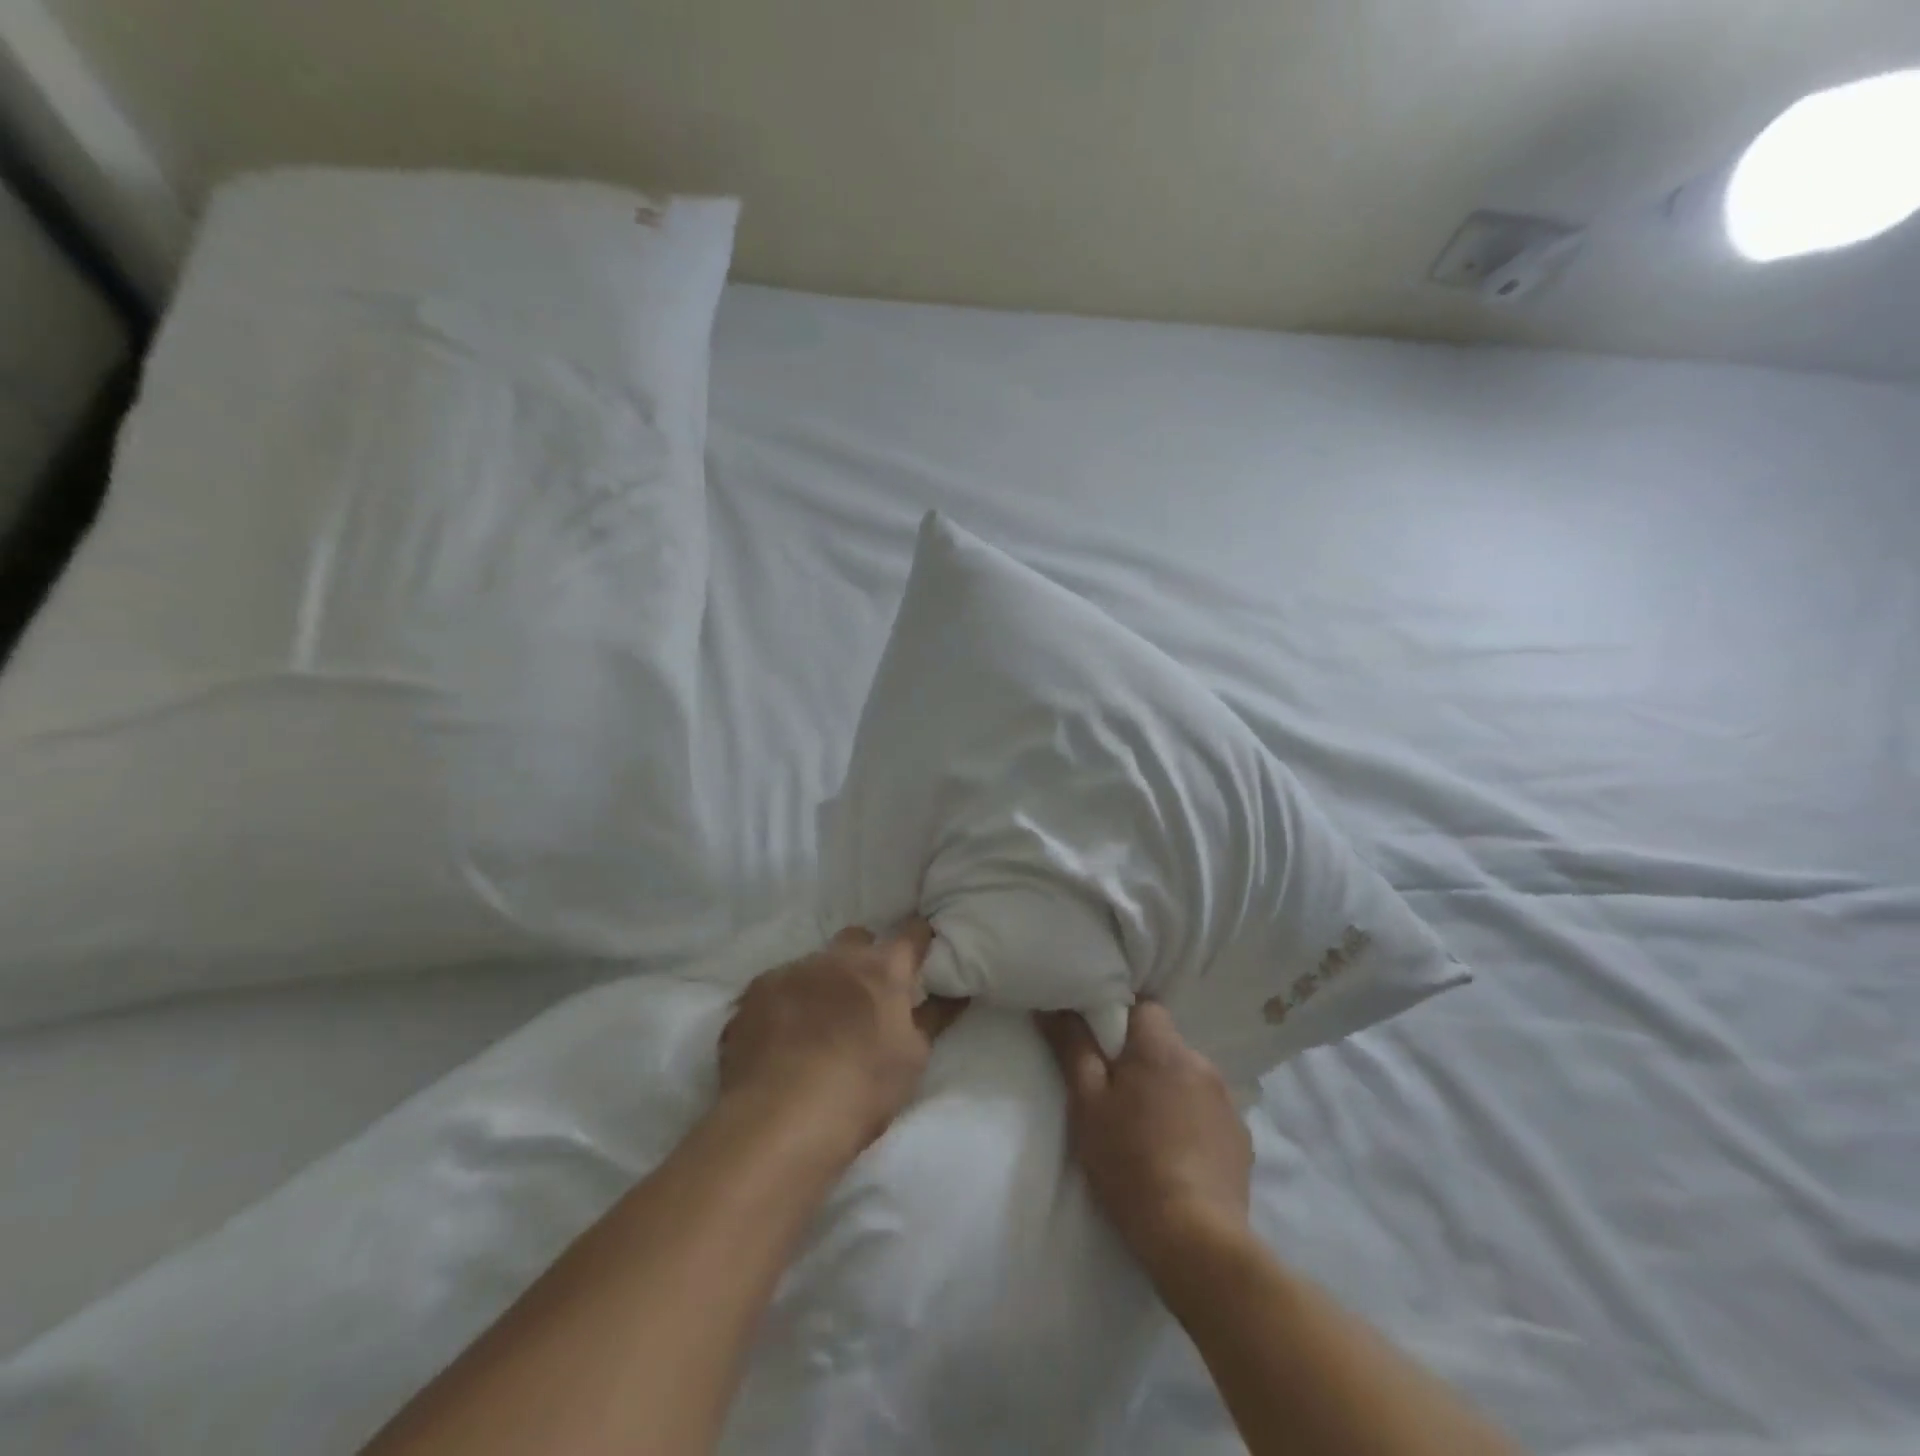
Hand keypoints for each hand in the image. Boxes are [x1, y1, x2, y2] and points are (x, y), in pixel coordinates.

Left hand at [720, 922, 966, 1165]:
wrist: (780, 1120)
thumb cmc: (862, 1090)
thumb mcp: (913, 1059)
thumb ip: (933, 1018)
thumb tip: (955, 993)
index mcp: (883, 969)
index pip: (912, 933)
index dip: (920, 939)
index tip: (922, 950)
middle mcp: (837, 957)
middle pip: (857, 938)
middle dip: (864, 956)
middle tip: (864, 994)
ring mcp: (791, 970)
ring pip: (814, 963)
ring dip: (821, 982)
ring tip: (815, 1024)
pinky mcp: (753, 993)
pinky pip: (777, 988)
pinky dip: (784, 1004)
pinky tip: (780, 1038)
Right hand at [1038, 1001, 1252, 1279]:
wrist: (1195, 1239)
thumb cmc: (1129, 1162)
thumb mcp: (1087, 1104)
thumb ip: (1071, 1048)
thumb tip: (1052, 1006)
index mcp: (1163, 1048)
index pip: (1145, 1008)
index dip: (1121, 1020)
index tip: (1102, 1047)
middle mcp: (1201, 1063)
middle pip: (1166, 1045)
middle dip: (1142, 1061)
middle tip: (1116, 1095)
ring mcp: (1227, 1102)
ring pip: (1188, 1079)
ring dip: (1168, 1091)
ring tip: (1146, 1130)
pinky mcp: (1242, 1140)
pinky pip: (1209, 1113)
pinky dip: (1192, 1122)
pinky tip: (1176, 1155)